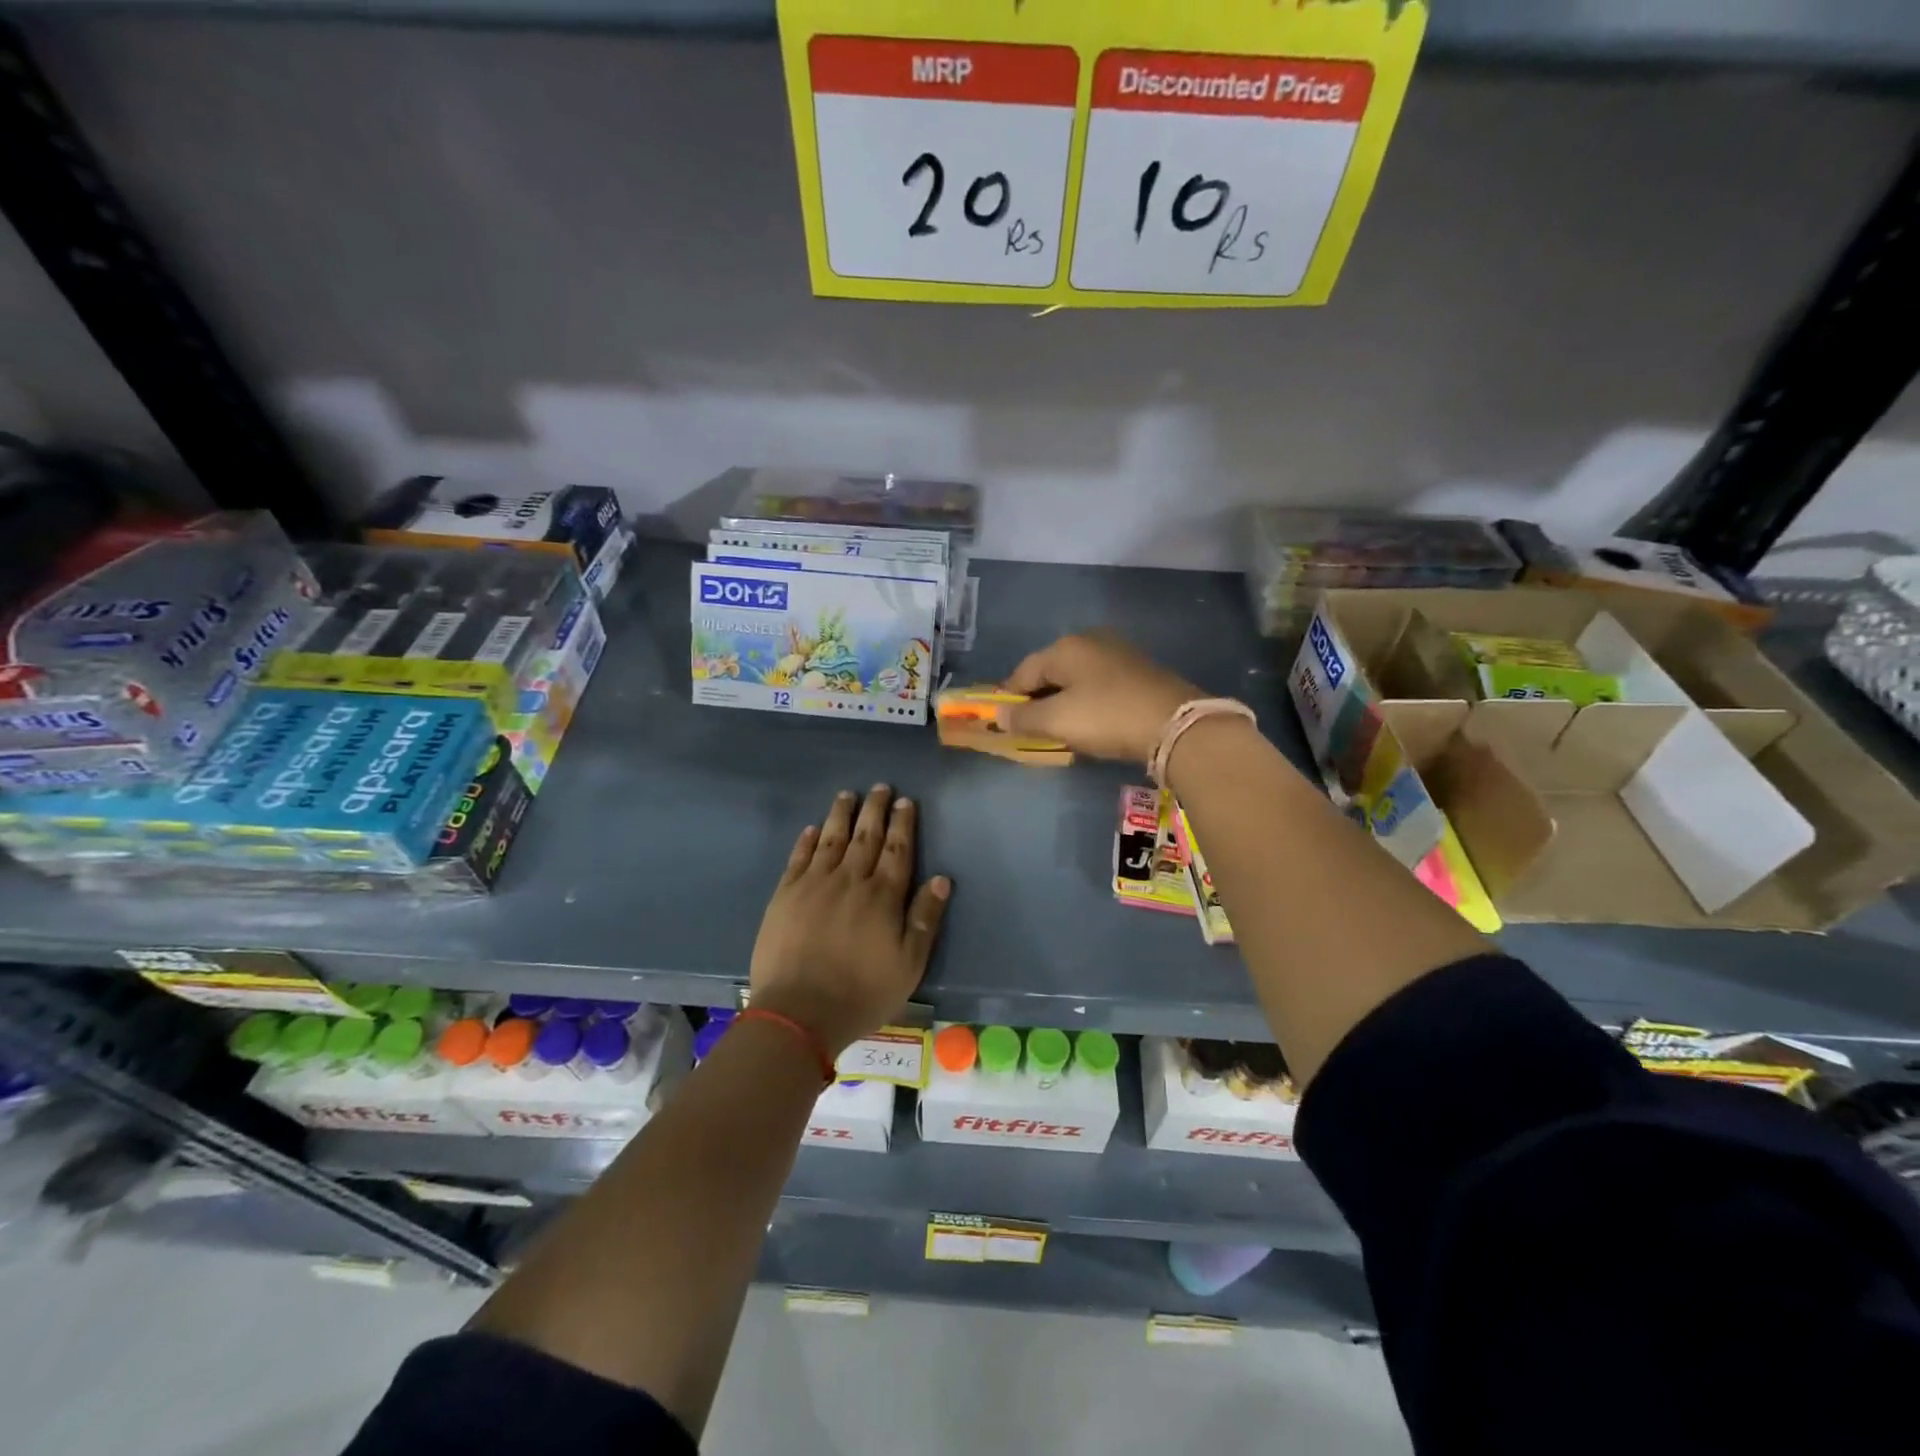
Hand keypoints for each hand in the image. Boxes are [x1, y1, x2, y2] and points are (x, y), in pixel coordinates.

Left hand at [749, 785, 950, 1055]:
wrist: (799, 1011)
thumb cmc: (862, 992)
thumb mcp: (909, 964)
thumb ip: (925, 919)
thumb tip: (941, 878)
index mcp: (883, 896)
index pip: (897, 850)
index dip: (903, 824)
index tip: (905, 802)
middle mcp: (850, 880)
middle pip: (866, 836)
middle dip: (875, 809)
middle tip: (880, 787)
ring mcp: (814, 884)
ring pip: (831, 839)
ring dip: (841, 815)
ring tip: (847, 795)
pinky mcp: (785, 895)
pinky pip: (799, 858)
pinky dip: (807, 840)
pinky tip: (813, 829)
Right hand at [1000, 632, 1200, 763]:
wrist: (1176, 724)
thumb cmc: (1107, 717)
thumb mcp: (1058, 721)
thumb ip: (1023, 718)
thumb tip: (998, 716)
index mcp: (1065, 647)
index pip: (1022, 671)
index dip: (1009, 698)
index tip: (1003, 724)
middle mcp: (1090, 641)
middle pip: (1050, 672)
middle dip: (1037, 700)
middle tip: (1033, 729)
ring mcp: (1118, 654)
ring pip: (1076, 679)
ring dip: (1063, 702)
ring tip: (1061, 729)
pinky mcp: (1138, 671)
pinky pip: (1098, 685)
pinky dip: (1087, 702)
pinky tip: (1092, 722)